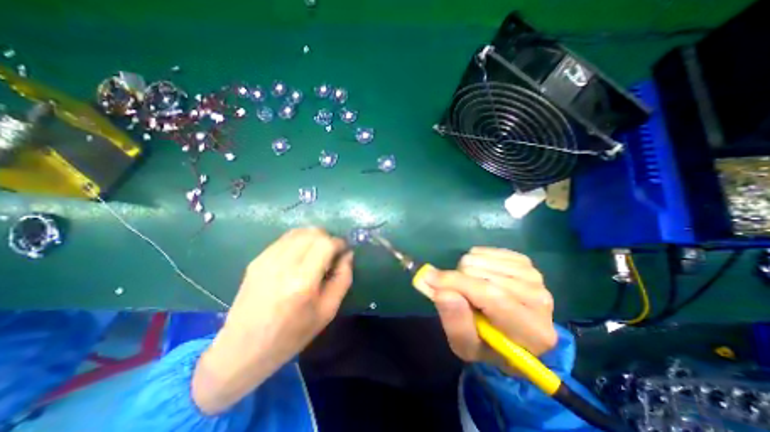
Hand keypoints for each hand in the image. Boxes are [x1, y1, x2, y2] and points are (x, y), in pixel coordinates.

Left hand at [191, 228, 350, 413]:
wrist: (242, 349)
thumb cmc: (292, 335)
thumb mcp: (328, 311)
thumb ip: (343, 278)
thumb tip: (348, 254)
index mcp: (302, 282)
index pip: (326, 244)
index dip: (340, 243)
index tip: (344, 251)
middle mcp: (283, 265)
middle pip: (313, 233)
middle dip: (328, 238)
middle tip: (332, 254)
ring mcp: (266, 260)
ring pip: (299, 232)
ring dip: (314, 238)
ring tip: (317, 254)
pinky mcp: (257, 260)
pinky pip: (285, 239)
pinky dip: (299, 241)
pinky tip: (301, 257)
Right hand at [424, 247, 557, 371]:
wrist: (511, 333)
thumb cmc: (487, 344)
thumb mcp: (466, 345)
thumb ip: (455, 323)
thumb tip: (443, 291)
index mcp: (533, 332)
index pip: (491, 297)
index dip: (457, 284)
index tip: (429, 278)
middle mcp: (540, 299)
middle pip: (483, 274)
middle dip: (459, 281)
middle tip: (460, 296)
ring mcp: (533, 276)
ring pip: (480, 259)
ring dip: (465, 272)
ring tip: (471, 289)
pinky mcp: (524, 261)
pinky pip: (483, 250)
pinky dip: (473, 261)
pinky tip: (480, 276)